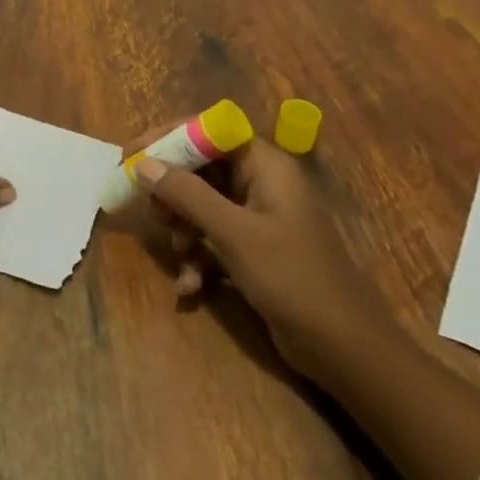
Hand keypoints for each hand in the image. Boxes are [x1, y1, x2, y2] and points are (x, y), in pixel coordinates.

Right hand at [129, 124, 391, 383]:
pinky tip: (190, 288)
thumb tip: (143, 163)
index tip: (132, 155)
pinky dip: (198, 259)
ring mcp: (259, 218)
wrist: (347, 351)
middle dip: (172, 191)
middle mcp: (262, 183)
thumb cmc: (293, 278)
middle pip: (201, 167)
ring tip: (178, 254)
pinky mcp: (255, 251)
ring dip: (183, 228)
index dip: (168, 137)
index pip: (210, 129)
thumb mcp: (233, 233)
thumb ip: (186, 194)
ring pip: (202, 205)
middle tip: (152, 211)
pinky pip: (213, 239)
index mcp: (266, 166)